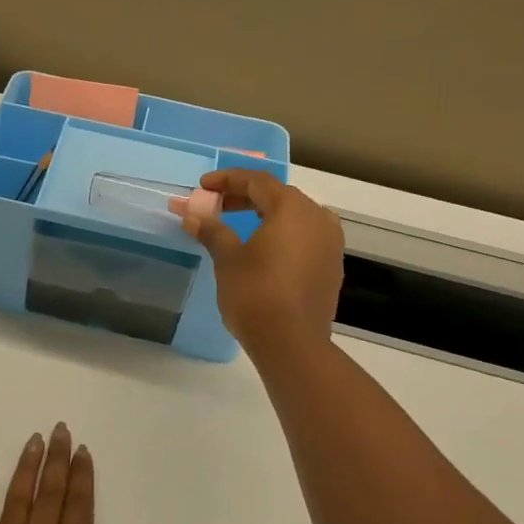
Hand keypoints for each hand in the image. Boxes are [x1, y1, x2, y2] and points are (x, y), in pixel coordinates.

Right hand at [183, 168, 343, 359]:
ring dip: (264, 216)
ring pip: (294, 217)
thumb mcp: (227, 259)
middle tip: (215, 206)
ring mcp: (330, 243)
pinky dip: (280, 235)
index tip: (203, 186)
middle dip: (244, 197)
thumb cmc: (255, 294)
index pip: (257, 181)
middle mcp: (318, 218)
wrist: (292, 343)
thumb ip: (212, 231)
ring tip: (236, 226)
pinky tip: (262, 250)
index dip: (227, 180)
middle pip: (278, 196)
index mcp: (292, 208)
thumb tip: (193, 215)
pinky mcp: (331, 267)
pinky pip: (304, 238)